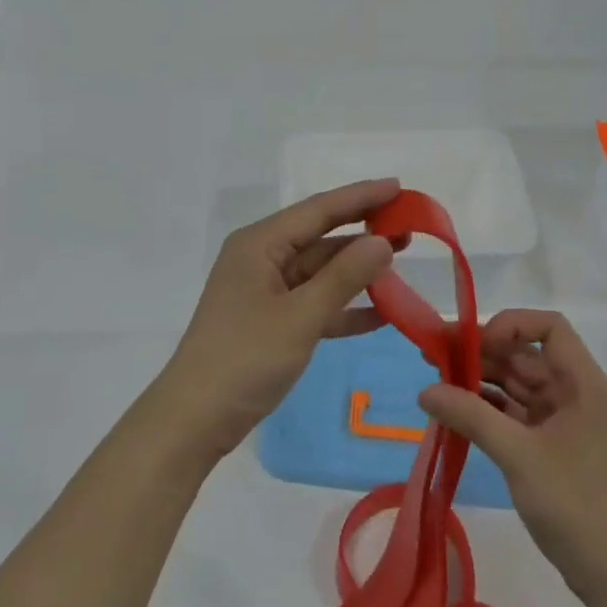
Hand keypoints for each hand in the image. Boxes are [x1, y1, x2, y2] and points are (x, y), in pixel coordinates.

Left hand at [152, 179, 400, 460]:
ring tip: (402, 262)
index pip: (319, 209)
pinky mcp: (271, 322)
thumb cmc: (244, 359)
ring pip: (320, 271)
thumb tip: (383, 241)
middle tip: (411, 228)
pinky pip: (315, 303)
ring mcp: (266, 292)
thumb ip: (344, 277)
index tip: (400, 186)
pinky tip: (383, 312)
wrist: (194, 420)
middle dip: (363, 233)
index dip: (361, 196)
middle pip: (320, 237)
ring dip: (358, 270)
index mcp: (260, 244)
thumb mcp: (300, 317)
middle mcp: (262, 259)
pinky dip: (345, 307)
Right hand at [420, 310, 606, 596]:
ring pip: (517, 383)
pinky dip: (487, 408)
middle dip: (481, 352)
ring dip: (480, 380)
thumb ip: (471, 416)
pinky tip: (455, 411)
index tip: (475, 344)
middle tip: (433, 356)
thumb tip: (425, 391)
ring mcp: (564, 419)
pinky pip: (515, 411)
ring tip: (437, 383)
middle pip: (526, 354)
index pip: (550, 328)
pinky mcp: (551, 444)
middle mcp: (576, 392)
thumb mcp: (518, 456)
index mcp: (584, 383)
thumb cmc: (575, 505)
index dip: (511, 325)